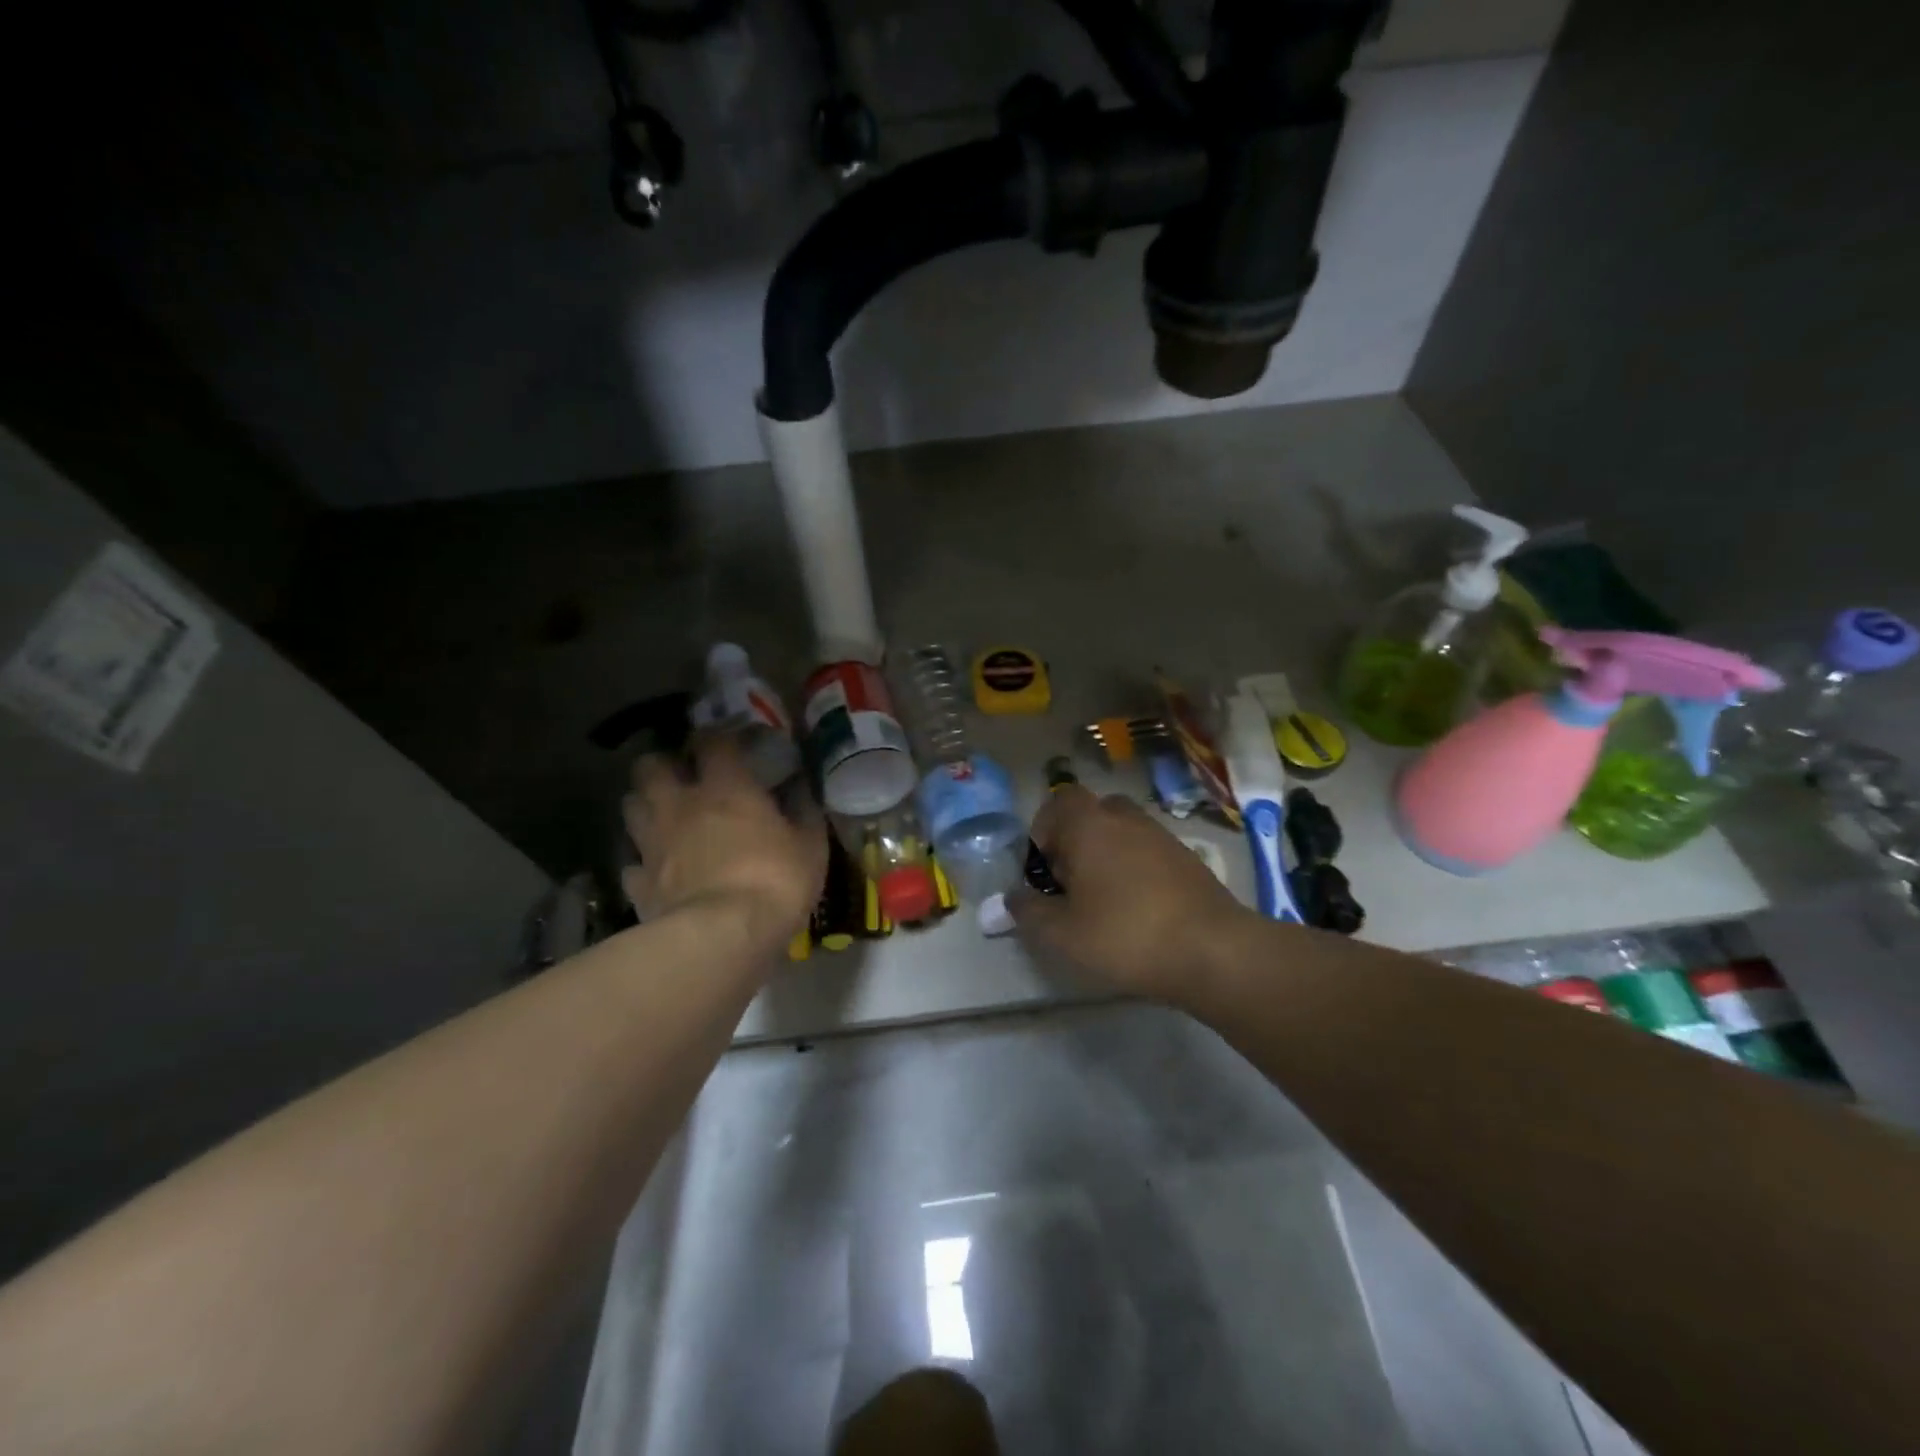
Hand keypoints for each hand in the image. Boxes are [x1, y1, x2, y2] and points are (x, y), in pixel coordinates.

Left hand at [621, 735, 826, 947]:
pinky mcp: (639, 882)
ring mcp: (653, 843)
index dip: (716, 737)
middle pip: (650, 766)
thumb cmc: (775, 881)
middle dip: (662, 764)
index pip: (712, 742)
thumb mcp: (810, 846)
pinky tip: (656, 870)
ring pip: (630, 806)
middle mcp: (681, 805)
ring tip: (663, 814)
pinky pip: (631, 863)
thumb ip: (804, 812)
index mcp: (726, 788)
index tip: (726, 742)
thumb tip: (802, 789)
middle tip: (680, 775)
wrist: (723, 937)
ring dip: (645, 804)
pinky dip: (642, 862)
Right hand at [1008, 785, 1248, 1003]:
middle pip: (1091, 813)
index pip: (1057, 802)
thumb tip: (1013, 897)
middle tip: (1070, 882)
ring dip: (1106, 855)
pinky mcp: (1187, 858)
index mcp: (1089, 825)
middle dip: (1074, 841)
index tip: (1043, 870)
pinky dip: (1135, 869)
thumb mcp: (1062, 934)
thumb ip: (1029, 912)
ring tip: (1102, 899)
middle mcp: (1125, 818)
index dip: (1043, 830)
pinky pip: (1147, 851)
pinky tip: (1137, 909)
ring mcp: (1161, 835)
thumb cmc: (1125, 936)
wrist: (1213, 951)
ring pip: (1121, 831)